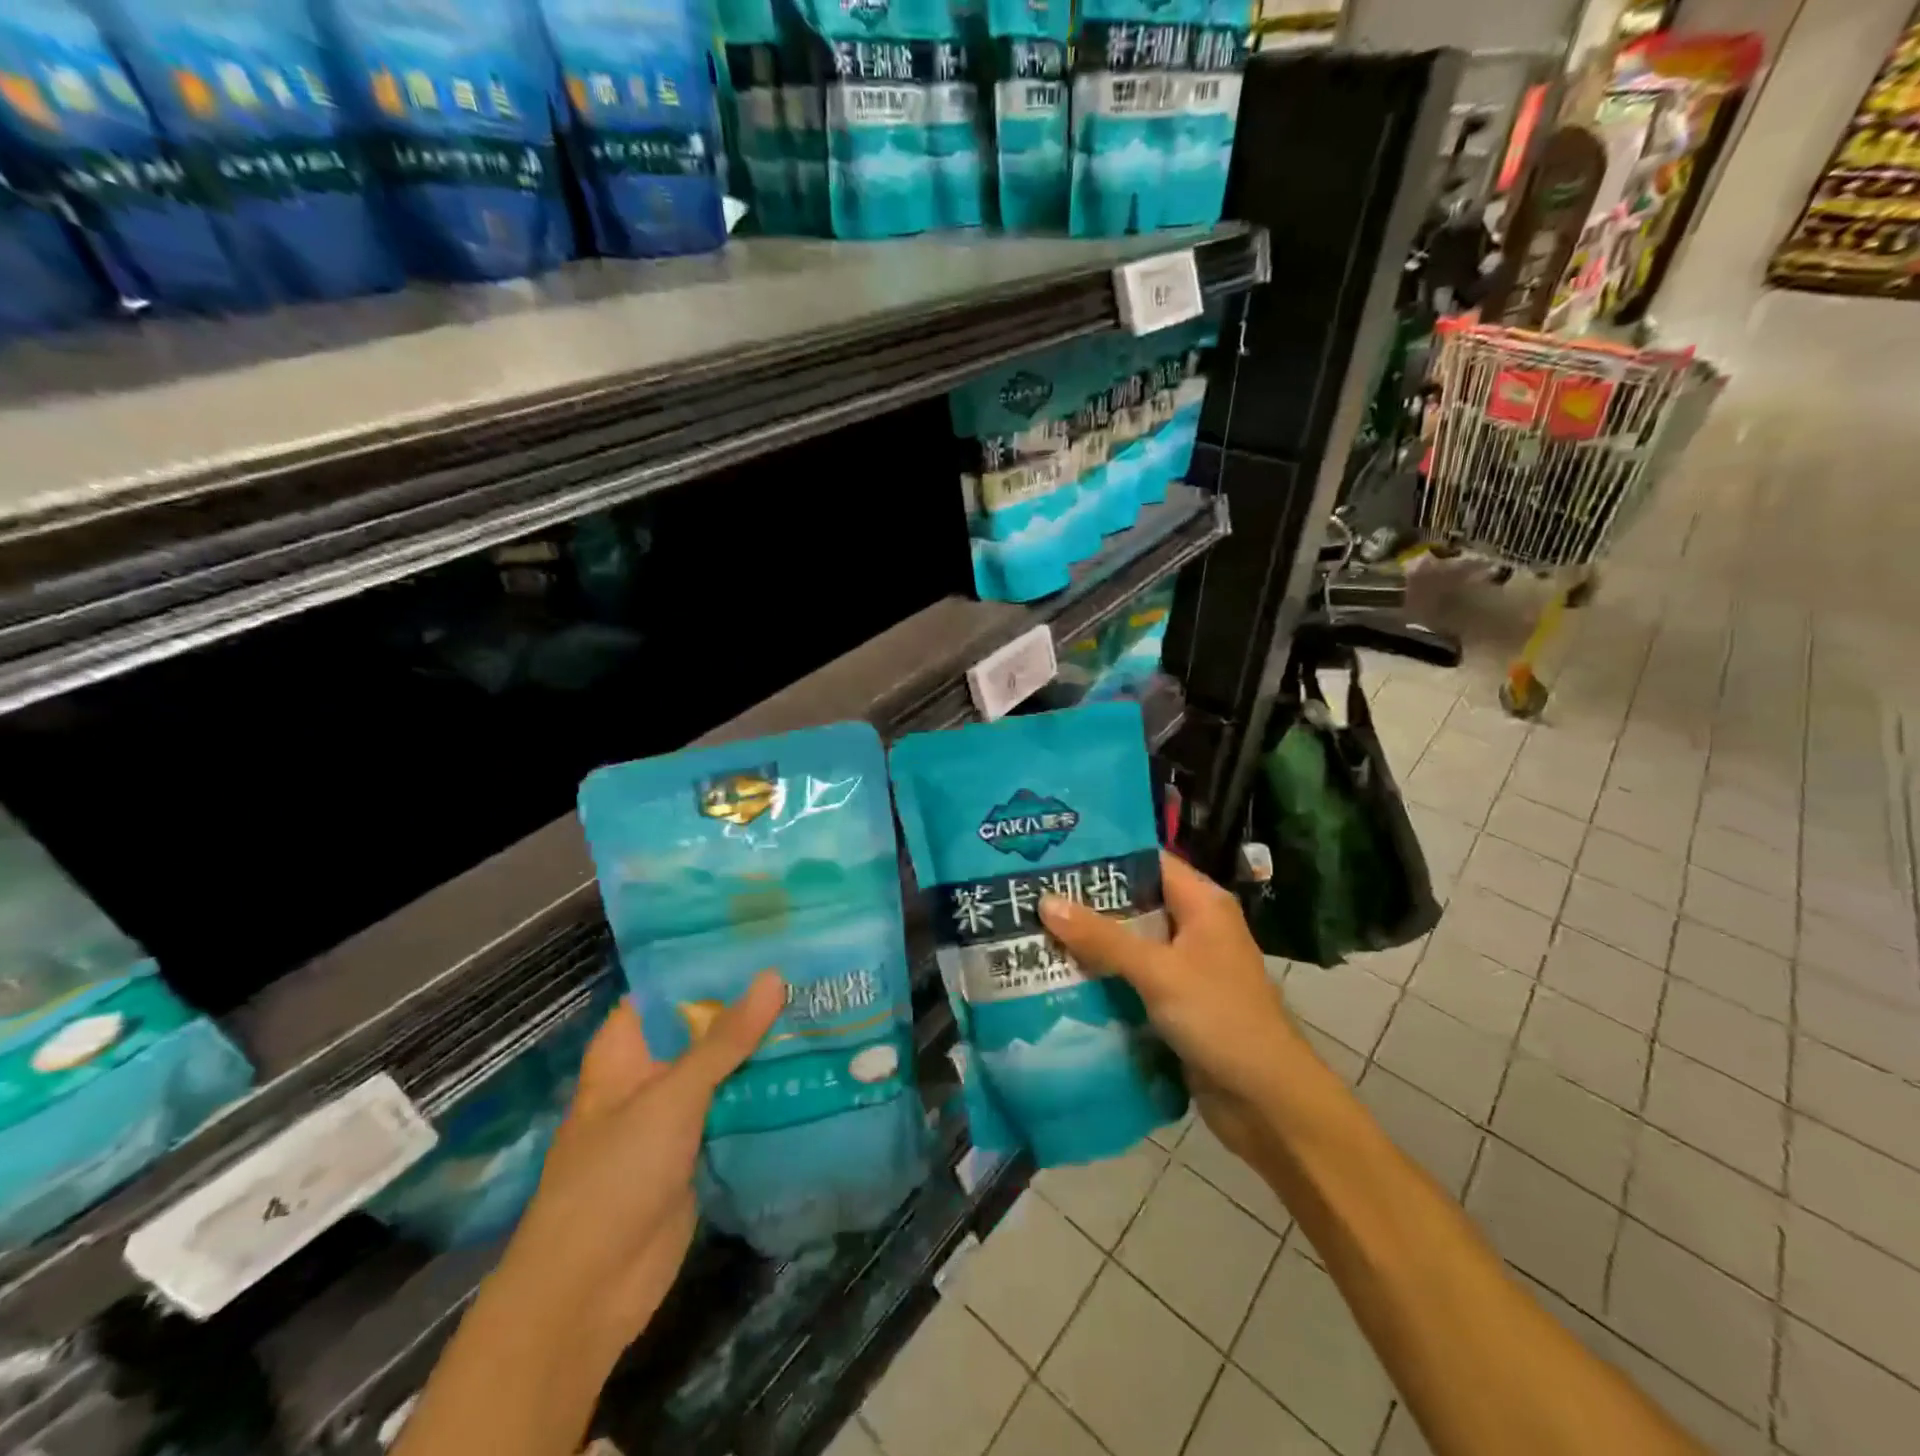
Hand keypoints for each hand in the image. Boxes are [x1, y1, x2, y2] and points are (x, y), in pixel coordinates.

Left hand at [501, 971, 784, 1355]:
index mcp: (627, 1049)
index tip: (765, 934)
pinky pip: (736, 1108)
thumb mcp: (671, 1097)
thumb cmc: (614, 1176)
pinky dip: (766, 1091)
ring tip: (822, 1004)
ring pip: (725, 1068)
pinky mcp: (699, 1150)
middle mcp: (650, 1074)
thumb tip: (774, 977)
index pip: (670, 987)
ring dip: (764, 1047)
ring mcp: (675, 1115)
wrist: (589, 1293)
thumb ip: (724, 1040)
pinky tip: (813, 1066)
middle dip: (751, 1004)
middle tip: (810, 966)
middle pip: (704, 1027)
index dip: (711, 960)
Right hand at [1038, 854, 1310, 1163]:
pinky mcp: (1174, 1000)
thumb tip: (1045, 901)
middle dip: (1087, 900)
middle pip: (1134, 901)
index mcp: (1202, 904)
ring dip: (1089, 940)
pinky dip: (1101, 974)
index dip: (1104, 854)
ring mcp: (1184, 965)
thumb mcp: (1158, 972)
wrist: (1267, 1102)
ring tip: (1033, 927)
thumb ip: (1102, 937)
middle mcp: (1194, 926)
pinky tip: (1059, 973)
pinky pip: (1131, 976)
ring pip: (1129, 941)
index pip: (1148, 861)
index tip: (1055, 853)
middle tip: (1031, 891)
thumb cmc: (1220, 1019)